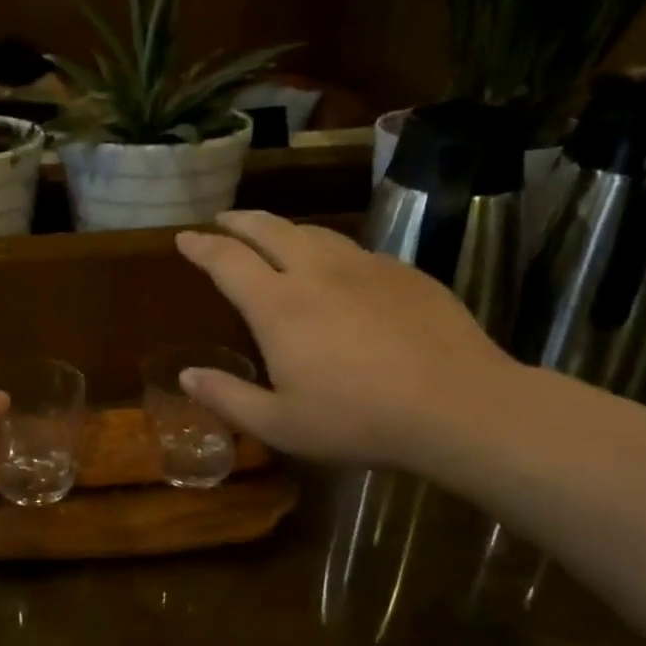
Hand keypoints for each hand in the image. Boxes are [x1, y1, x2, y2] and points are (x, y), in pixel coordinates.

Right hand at [174, 211, 518, 468]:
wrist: (460, 406)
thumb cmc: (358, 420)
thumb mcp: (280, 425)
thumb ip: (227, 398)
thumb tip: (187, 376)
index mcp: (278, 305)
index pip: (227, 260)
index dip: (201, 246)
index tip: (184, 238)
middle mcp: (317, 272)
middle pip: (269, 229)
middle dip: (240, 221)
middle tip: (223, 221)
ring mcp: (365, 267)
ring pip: (314, 232)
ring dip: (284, 228)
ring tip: (272, 234)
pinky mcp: (405, 273)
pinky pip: (354, 249)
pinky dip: (328, 249)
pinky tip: (336, 267)